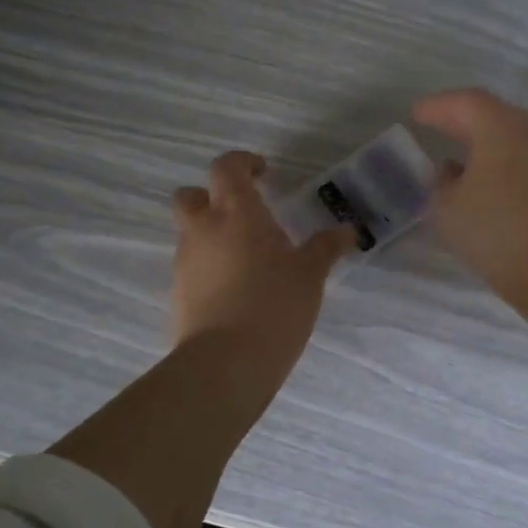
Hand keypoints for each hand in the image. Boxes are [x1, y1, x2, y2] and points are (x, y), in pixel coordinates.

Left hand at [171, 151, 357, 373]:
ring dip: (212, 233)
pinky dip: (210, 265)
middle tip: (243, 212)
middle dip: (212, 196)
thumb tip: (348, 231)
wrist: (225, 364)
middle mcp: (203, 230)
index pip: (226, 167)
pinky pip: (192, 265)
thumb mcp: (310, 275)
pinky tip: (237, 287)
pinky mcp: (179, 293)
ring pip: (190, 232)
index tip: (264, 173)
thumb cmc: (273, 306)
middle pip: (191, 195)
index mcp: (236, 213)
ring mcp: (186, 262)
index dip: (243, 162)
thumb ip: (326, 247)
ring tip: (248, 257)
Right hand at [411, 89, 527, 308]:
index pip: (464, 102)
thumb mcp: (448, 208)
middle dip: (461, 118)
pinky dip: (504, 156)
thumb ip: (441, 181)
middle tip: (435, 125)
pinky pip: (527, 154)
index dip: (437, 106)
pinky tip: (490, 175)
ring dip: (485, 138)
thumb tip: (450, 169)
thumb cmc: (497, 233)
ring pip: (513, 133)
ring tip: (460, 151)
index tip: (416, 113)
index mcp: (500, 126)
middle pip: (492, 113)